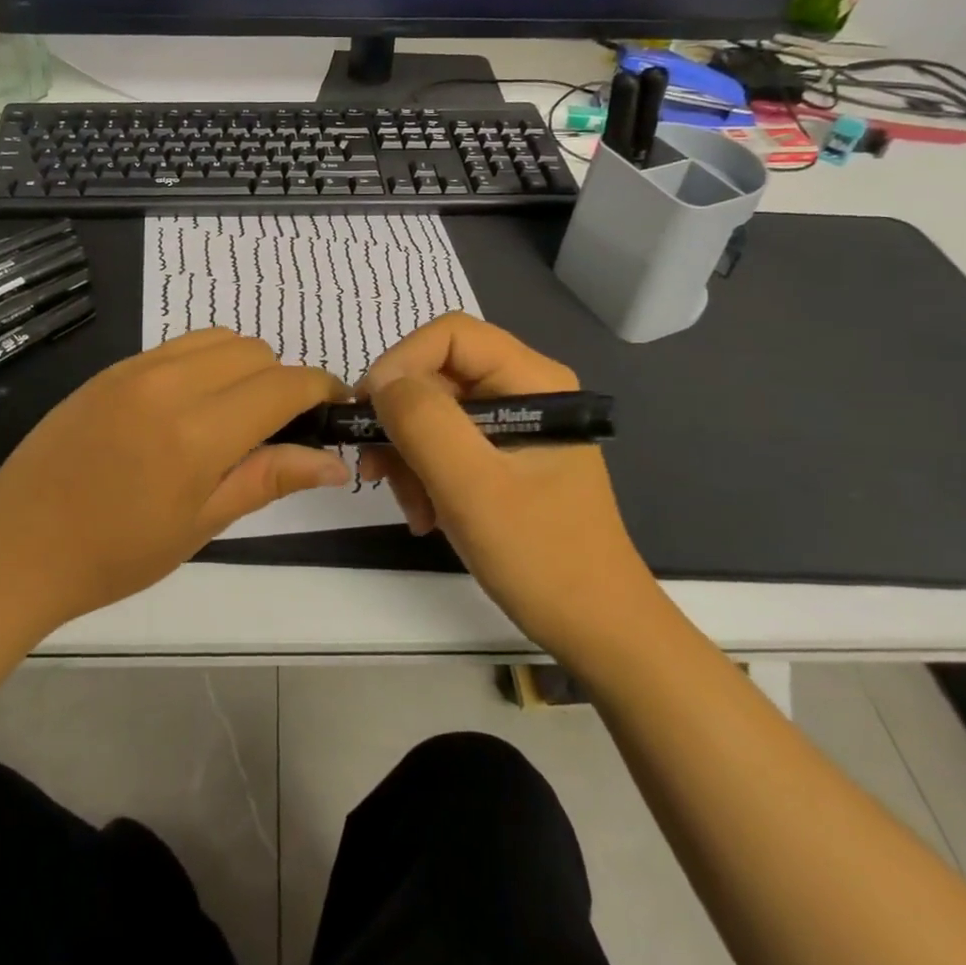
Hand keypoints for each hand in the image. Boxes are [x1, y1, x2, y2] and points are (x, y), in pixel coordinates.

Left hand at [0, 329, 348, 630]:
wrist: (15, 546)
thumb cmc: (114, 554)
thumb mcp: (201, 524)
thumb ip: (268, 479)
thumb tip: (333, 462)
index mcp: (197, 433)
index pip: (283, 385)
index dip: (320, 389)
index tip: (334, 408)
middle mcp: (170, 384)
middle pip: (255, 351)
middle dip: (281, 380)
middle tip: (277, 429)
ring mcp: (135, 369)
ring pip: (218, 338)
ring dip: (244, 365)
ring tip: (234, 414)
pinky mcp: (112, 368)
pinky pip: (178, 345)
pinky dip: (205, 363)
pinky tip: (190, 407)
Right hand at [359, 314, 654, 660]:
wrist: (597, 629)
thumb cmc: (542, 556)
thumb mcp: (473, 487)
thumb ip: (424, 422)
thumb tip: (381, 382)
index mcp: (532, 380)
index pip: (451, 335)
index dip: (401, 363)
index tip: (368, 413)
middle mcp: (524, 390)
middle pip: (438, 374)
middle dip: (401, 421)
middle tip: (376, 472)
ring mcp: (514, 425)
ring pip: (435, 412)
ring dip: (408, 456)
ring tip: (410, 508)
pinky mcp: (504, 457)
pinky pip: (446, 445)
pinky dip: (424, 475)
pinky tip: (425, 516)